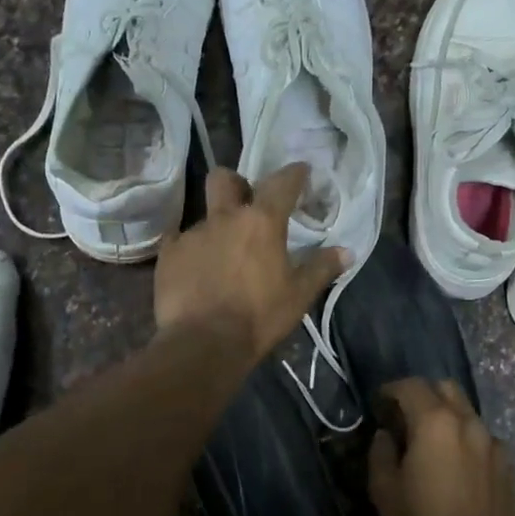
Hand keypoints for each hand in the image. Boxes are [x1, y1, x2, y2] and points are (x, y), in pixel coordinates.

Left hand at [154, 163, 349, 361]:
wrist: (203, 343)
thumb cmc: (259, 317)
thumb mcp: (298, 296)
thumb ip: (321, 268)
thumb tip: (347, 251)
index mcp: (262, 222)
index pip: (282, 183)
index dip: (294, 174)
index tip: (301, 171)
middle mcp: (224, 218)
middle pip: (224, 179)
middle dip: (236, 184)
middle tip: (245, 204)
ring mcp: (191, 234)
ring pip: (204, 216)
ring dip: (216, 227)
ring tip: (222, 254)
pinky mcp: (168, 255)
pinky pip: (179, 242)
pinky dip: (191, 251)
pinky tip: (195, 271)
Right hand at [368, 379, 514, 515]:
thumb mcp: (384, 491)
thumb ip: (381, 453)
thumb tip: (386, 436)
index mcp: (435, 423)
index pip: (411, 386)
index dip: (392, 389)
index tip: (381, 403)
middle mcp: (469, 424)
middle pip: (447, 389)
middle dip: (425, 395)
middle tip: (408, 417)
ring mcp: (495, 445)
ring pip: (469, 415)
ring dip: (449, 420)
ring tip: (436, 447)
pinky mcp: (511, 468)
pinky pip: (485, 443)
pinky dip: (469, 445)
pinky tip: (461, 472)